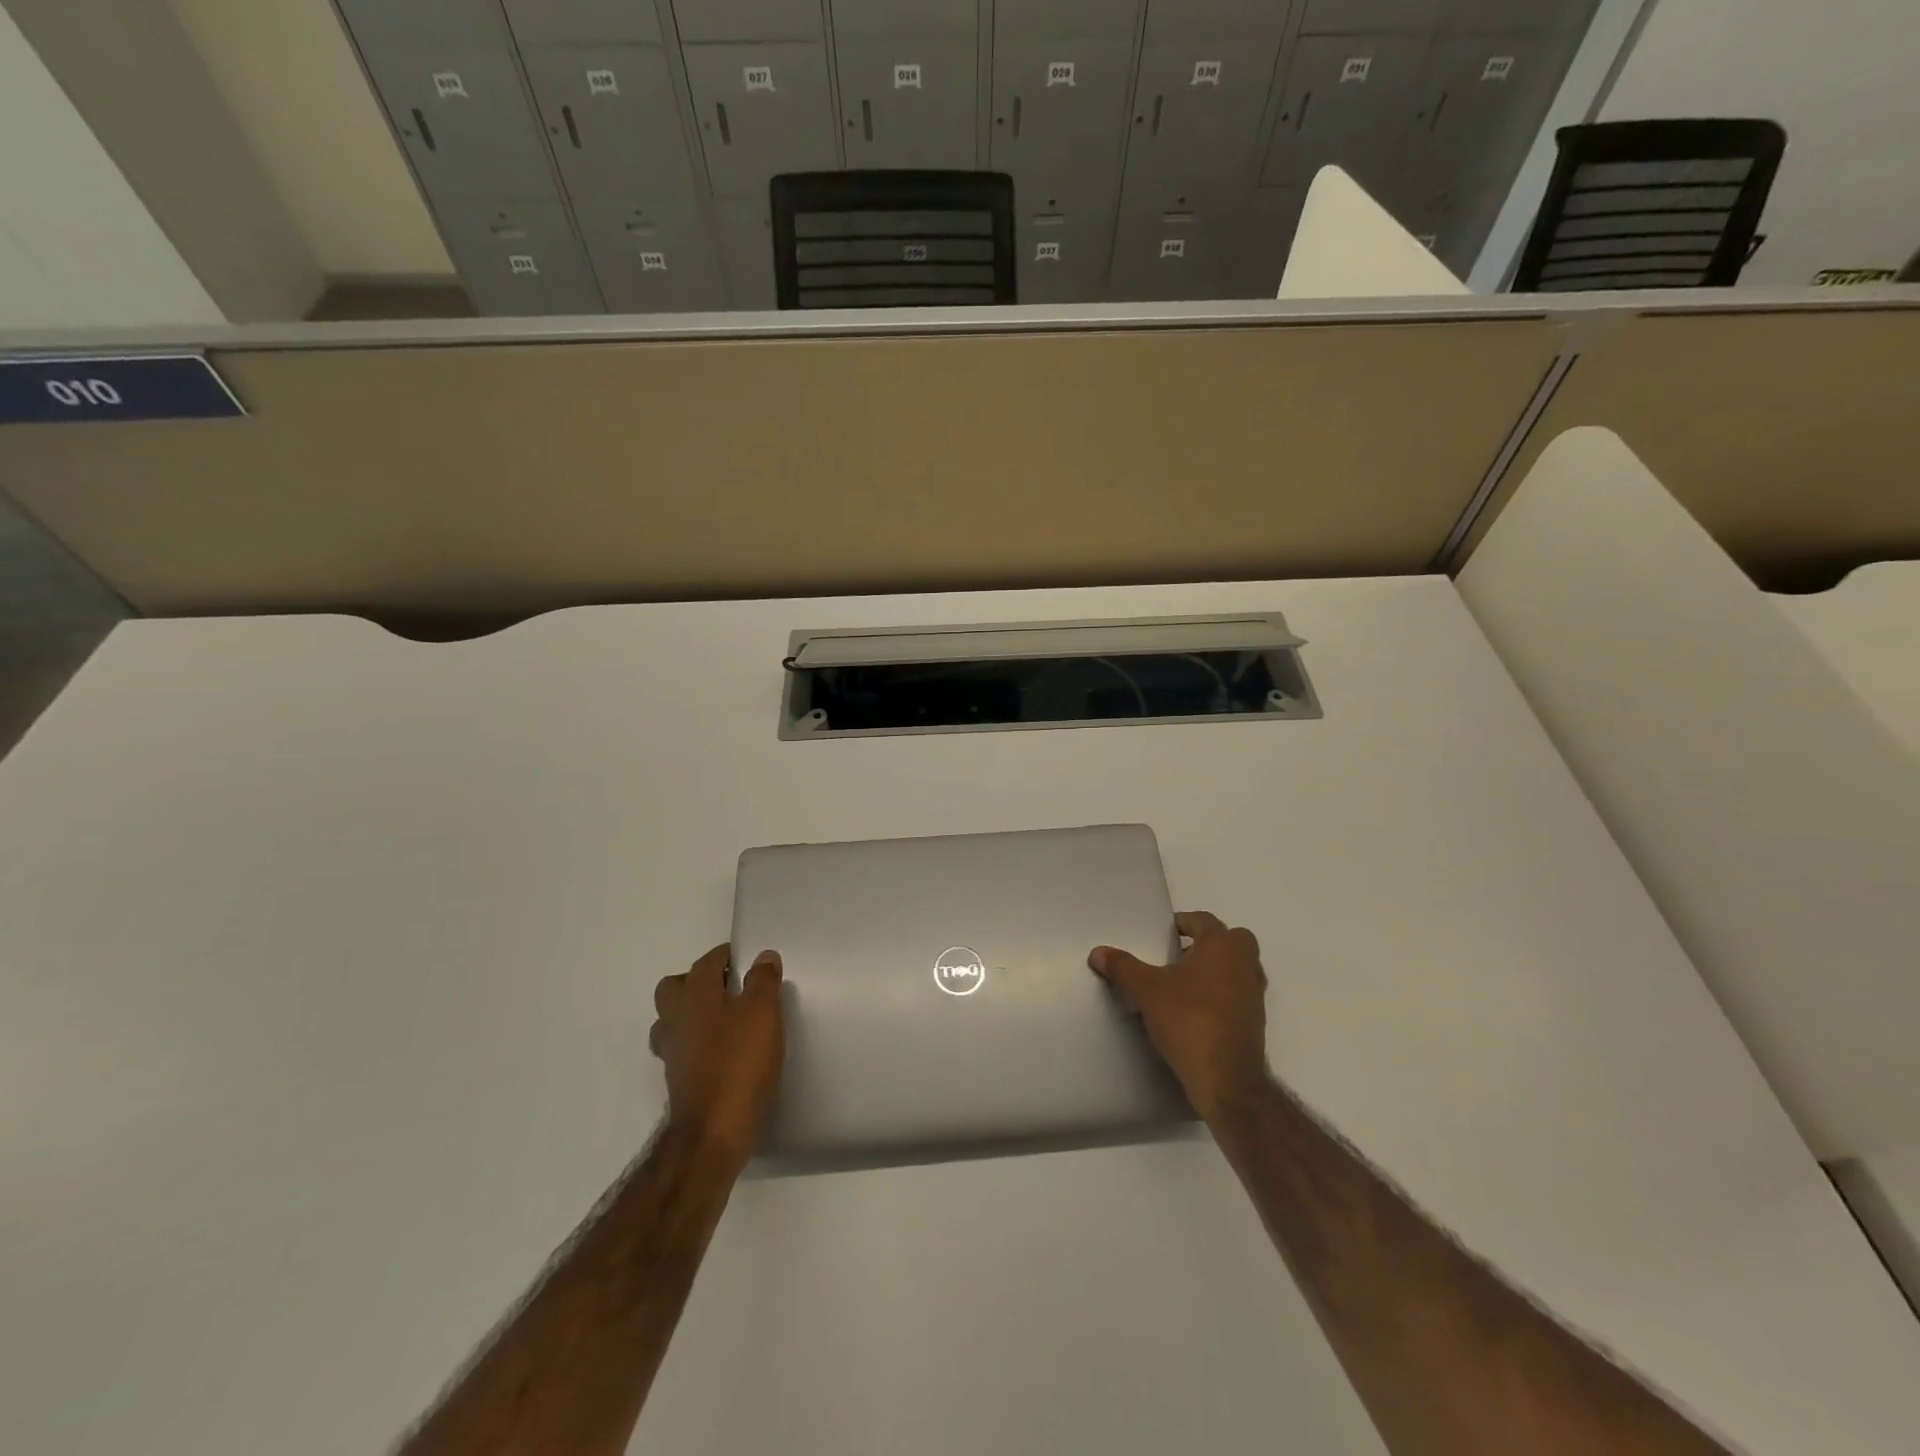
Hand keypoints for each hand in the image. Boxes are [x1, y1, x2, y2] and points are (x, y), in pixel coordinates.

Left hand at [650, 944, 785, 1158]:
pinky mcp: (678, 1080)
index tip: (745, 959)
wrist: (714, 1132)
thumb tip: (763, 956)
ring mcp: (672, 1052)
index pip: (706, 962)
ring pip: (672, 1020)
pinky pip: (682, 1049)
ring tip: (724, 1019)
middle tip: (729, 987)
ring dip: (692, 1014)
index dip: (725, 956)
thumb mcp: (763, 1013)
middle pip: (674, 988)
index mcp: (694, 995)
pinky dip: (696, 1044)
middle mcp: (675, 1019)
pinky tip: (722, 1052)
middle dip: (696, 981)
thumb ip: (763, 980)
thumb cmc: (739, 1062)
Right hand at [1089, 911, 1270, 1123]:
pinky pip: (1236, 995)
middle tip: (1175, 956)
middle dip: (1204, 944)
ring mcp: (1255, 994)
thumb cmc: (1189, 1020)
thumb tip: (1098, 952)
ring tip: (1181, 985)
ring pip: (1235, 968)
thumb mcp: (1146, 990)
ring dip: (1213, 970)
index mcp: (1223, 946)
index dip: (1182, 923)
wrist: (1226, 1081)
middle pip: (1228, 940)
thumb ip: (1123, 967)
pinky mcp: (1255, 1021)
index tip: (1163, 934)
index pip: (1203, 920)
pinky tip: (1193, 1012)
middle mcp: (1246, 963)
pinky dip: (1219, 995)